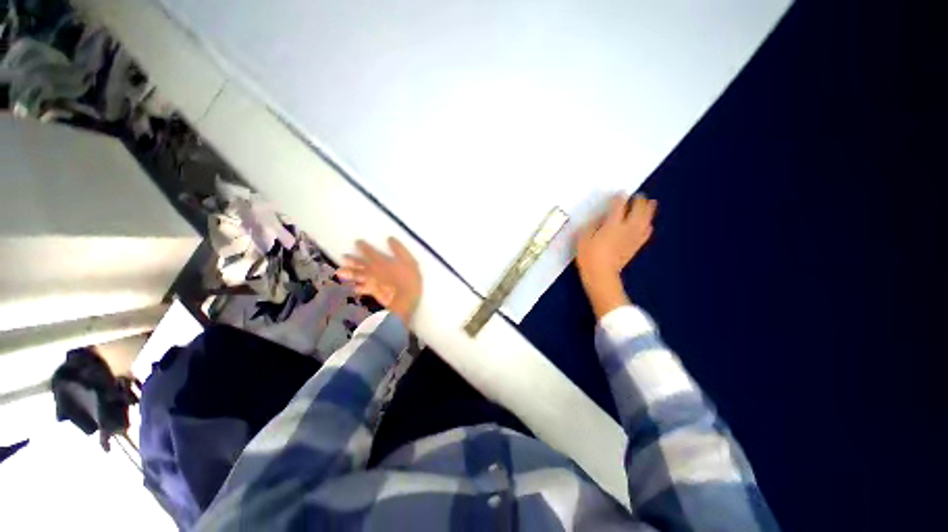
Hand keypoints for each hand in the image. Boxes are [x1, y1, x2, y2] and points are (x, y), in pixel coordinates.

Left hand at [337, 237, 422, 323]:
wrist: (404, 300)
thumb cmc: (408, 279)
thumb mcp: (409, 261)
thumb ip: (399, 249)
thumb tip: (390, 239)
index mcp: (381, 261)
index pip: (369, 252)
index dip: (362, 246)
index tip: (357, 242)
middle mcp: (373, 270)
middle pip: (359, 264)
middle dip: (351, 260)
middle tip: (344, 257)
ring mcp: (371, 282)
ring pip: (357, 276)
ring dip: (349, 273)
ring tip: (340, 272)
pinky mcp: (373, 292)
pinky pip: (362, 289)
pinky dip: (357, 288)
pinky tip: (353, 288)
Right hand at [577, 193, 656, 318]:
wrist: (601, 275)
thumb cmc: (588, 256)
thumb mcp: (584, 238)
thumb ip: (594, 225)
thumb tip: (602, 218)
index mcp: (612, 224)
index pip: (618, 206)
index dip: (620, 198)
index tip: (620, 193)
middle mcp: (626, 228)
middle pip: (637, 210)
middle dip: (638, 201)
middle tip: (637, 196)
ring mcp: (633, 237)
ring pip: (646, 220)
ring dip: (649, 210)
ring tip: (651, 203)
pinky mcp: (636, 246)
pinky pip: (646, 233)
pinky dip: (648, 225)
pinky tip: (648, 223)